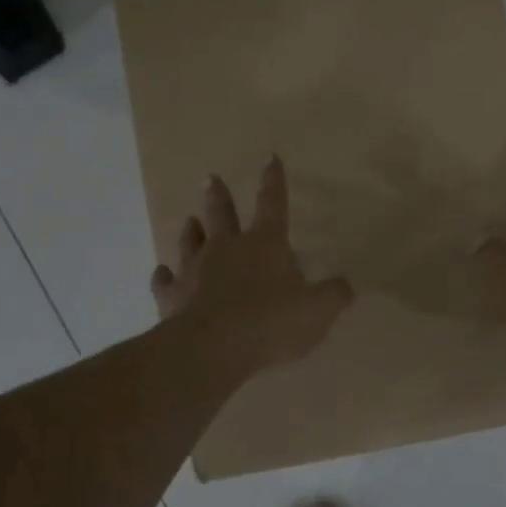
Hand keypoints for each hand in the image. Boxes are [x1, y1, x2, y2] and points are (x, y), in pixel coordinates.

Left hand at [151, 156, 354, 380]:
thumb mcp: (318, 310)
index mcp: (265, 244)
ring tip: (189, 221)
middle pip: (222, 215)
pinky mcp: (171, 297)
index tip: (270, 158)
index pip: (273, 204)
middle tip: (210, 178)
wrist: (214, 348)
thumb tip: (345, 286)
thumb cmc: (272, 322)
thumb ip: (334, 295)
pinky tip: (161, 273)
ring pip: (190, 242)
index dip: (274, 182)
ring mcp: (195, 271)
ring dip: (191, 231)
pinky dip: (163, 276)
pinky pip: (164, 282)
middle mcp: (226, 248)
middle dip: (219, 196)